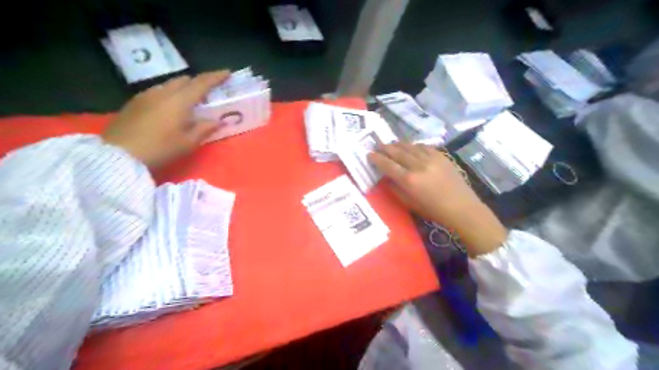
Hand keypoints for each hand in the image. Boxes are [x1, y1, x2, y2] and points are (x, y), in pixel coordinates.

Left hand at [100, 69, 228, 167]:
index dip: (216, 77)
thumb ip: (204, 129)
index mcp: (179, 100)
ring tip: (189, 102)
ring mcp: (146, 95)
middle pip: (184, 80)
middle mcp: (163, 92)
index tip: (227, 73)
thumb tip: (217, 121)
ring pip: (169, 84)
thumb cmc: (160, 148)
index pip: (202, 83)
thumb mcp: (188, 142)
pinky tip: (169, 108)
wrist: (120, 154)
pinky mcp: (135, 102)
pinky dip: (169, 94)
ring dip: (183, 89)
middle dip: (198, 83)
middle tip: (208, 93)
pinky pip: (158, 91)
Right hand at [370, 142, 508, 256]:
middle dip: (385, 148)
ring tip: (391, 144)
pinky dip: (413, 145)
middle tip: (377, 145)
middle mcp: (418, 166)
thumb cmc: (433, 210)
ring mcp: (431, 158)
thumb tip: (386, 177)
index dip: (376, 159)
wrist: (462, 207)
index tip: (369, 154)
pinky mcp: (441, 155)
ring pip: (410, 146)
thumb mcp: (409, 203)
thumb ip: (395, 188)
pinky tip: (410, 147)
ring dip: (398, 144)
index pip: (387, 165)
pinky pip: (423, 146)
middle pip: (397, 152)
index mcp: (409, 180)